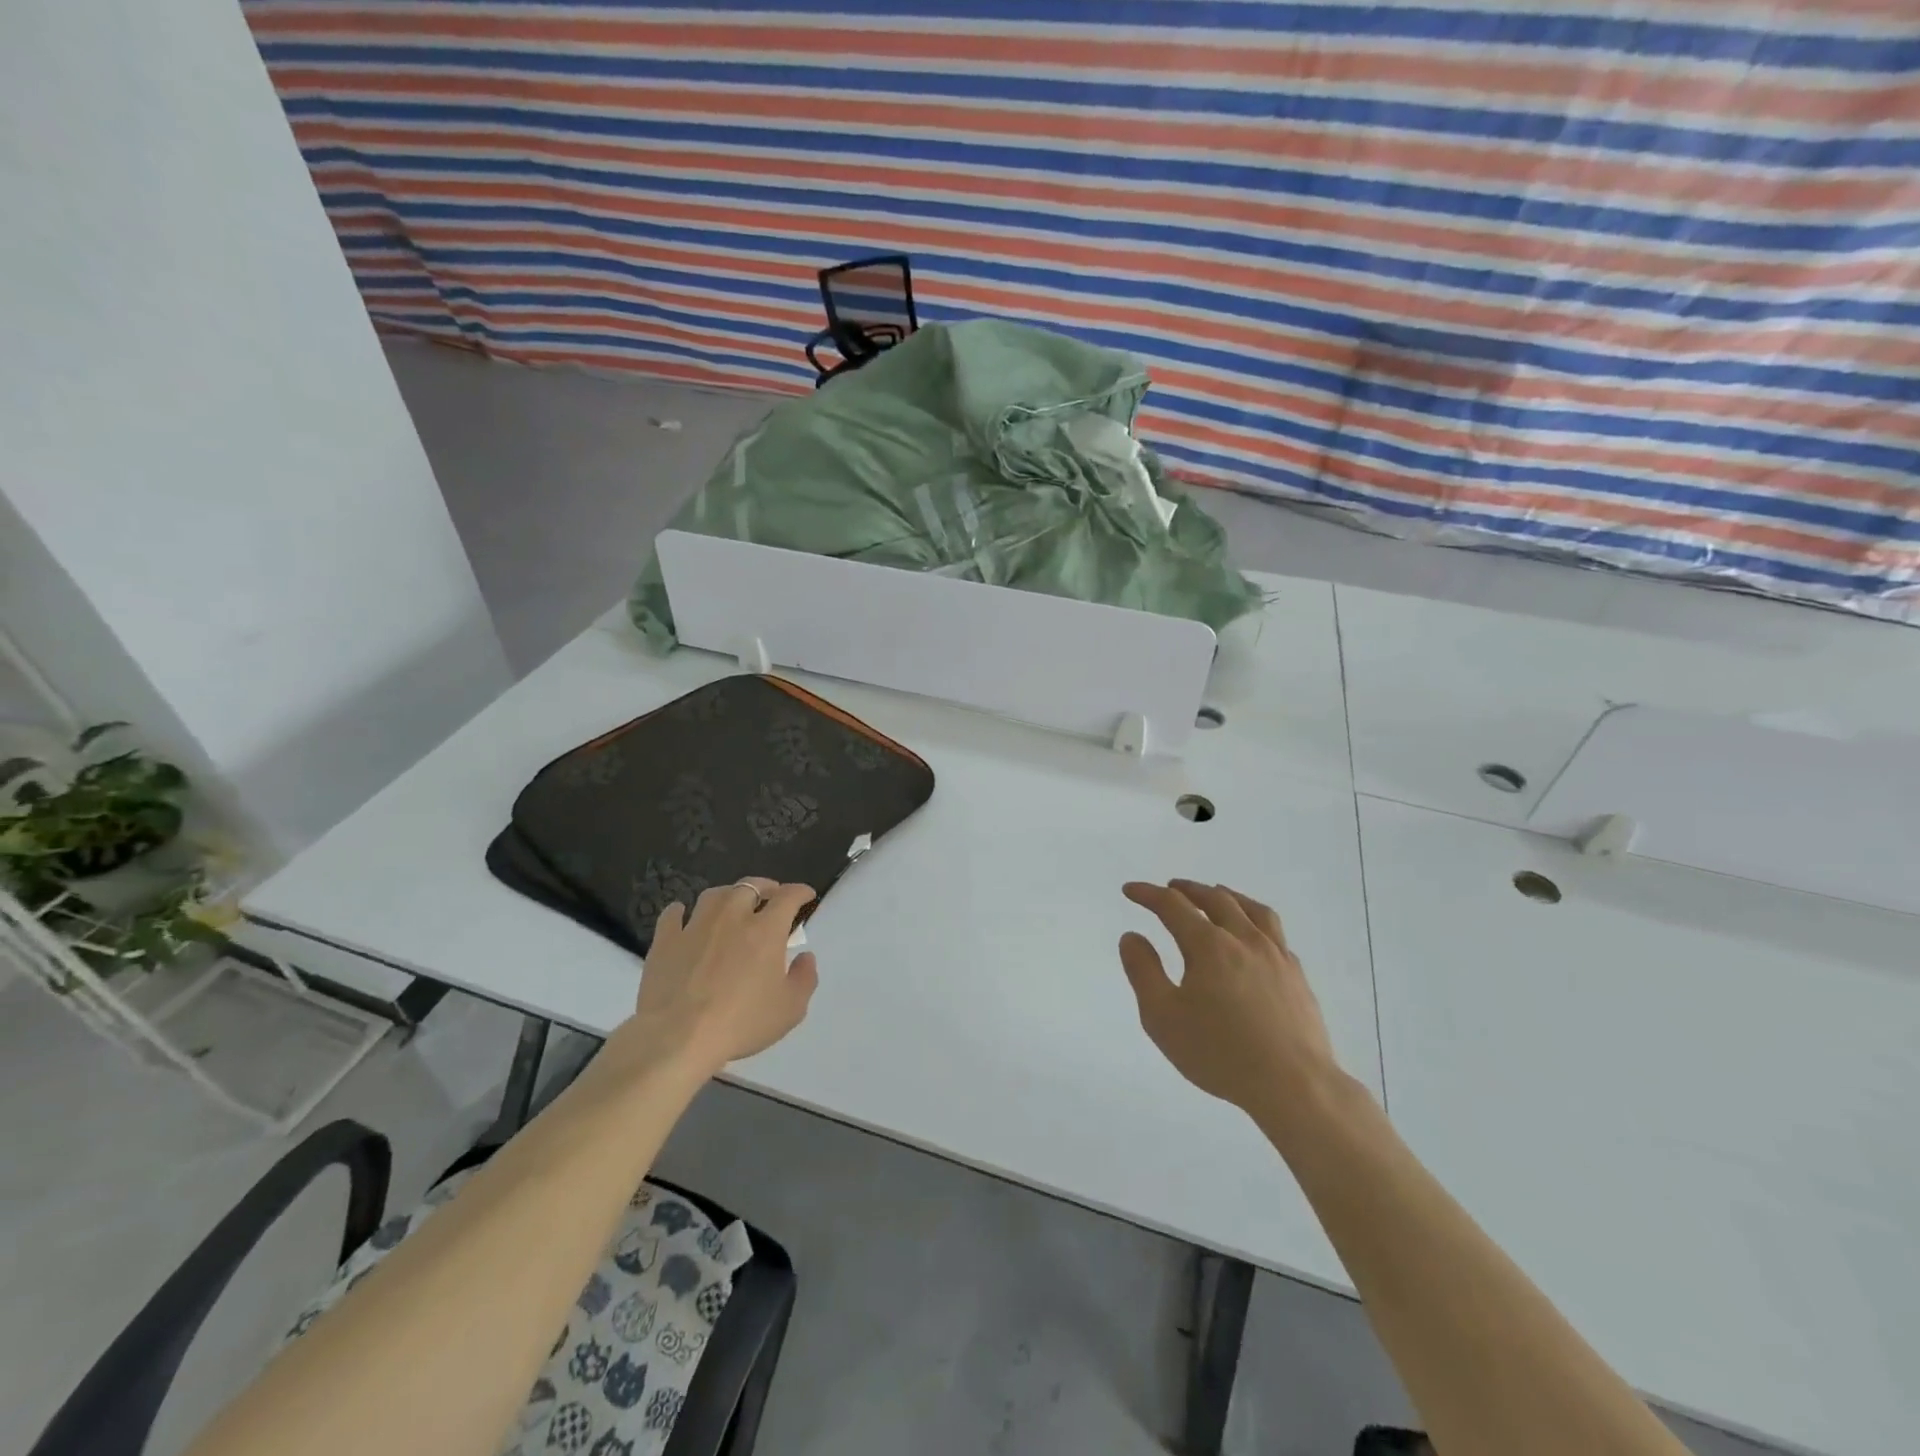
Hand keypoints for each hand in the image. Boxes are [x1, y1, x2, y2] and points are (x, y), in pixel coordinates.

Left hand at [623, 878, 818, 1077]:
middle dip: (764, 887)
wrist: (678, 1039)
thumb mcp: (790, 1009)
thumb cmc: (741, 1023)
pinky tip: (682, 916)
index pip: (788, 896)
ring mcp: (695, 926)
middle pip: (750, 886)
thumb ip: (804, 978)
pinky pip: (673, 915)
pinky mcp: (665, 941)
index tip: (806, 895)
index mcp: (765, 930)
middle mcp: (732, 917)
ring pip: (714, 895)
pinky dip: (681, 911)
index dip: (800, 891)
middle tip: (770, 896)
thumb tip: (805, 957)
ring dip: (727, 895)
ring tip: (731, 904)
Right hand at [1119, 880, 1342, 1127]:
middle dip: (1188, 890)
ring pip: (1252, 909)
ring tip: (1216, 895)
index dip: (1148, 894)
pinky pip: (1275, 933)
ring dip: (1227, 896)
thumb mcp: (1163, 1017)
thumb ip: (1143, 972)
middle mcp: (1244, 940)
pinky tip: (1253, 936)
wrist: (1295, 1086)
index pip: (1173, 906)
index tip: (1130, 890)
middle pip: (1215, 899)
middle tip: (1171, 887)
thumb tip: (1132, 936)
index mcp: (1209, 946)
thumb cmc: (1220, 1053)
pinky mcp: (1297, 976)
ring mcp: (1276, 956)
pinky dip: (1255, 921)